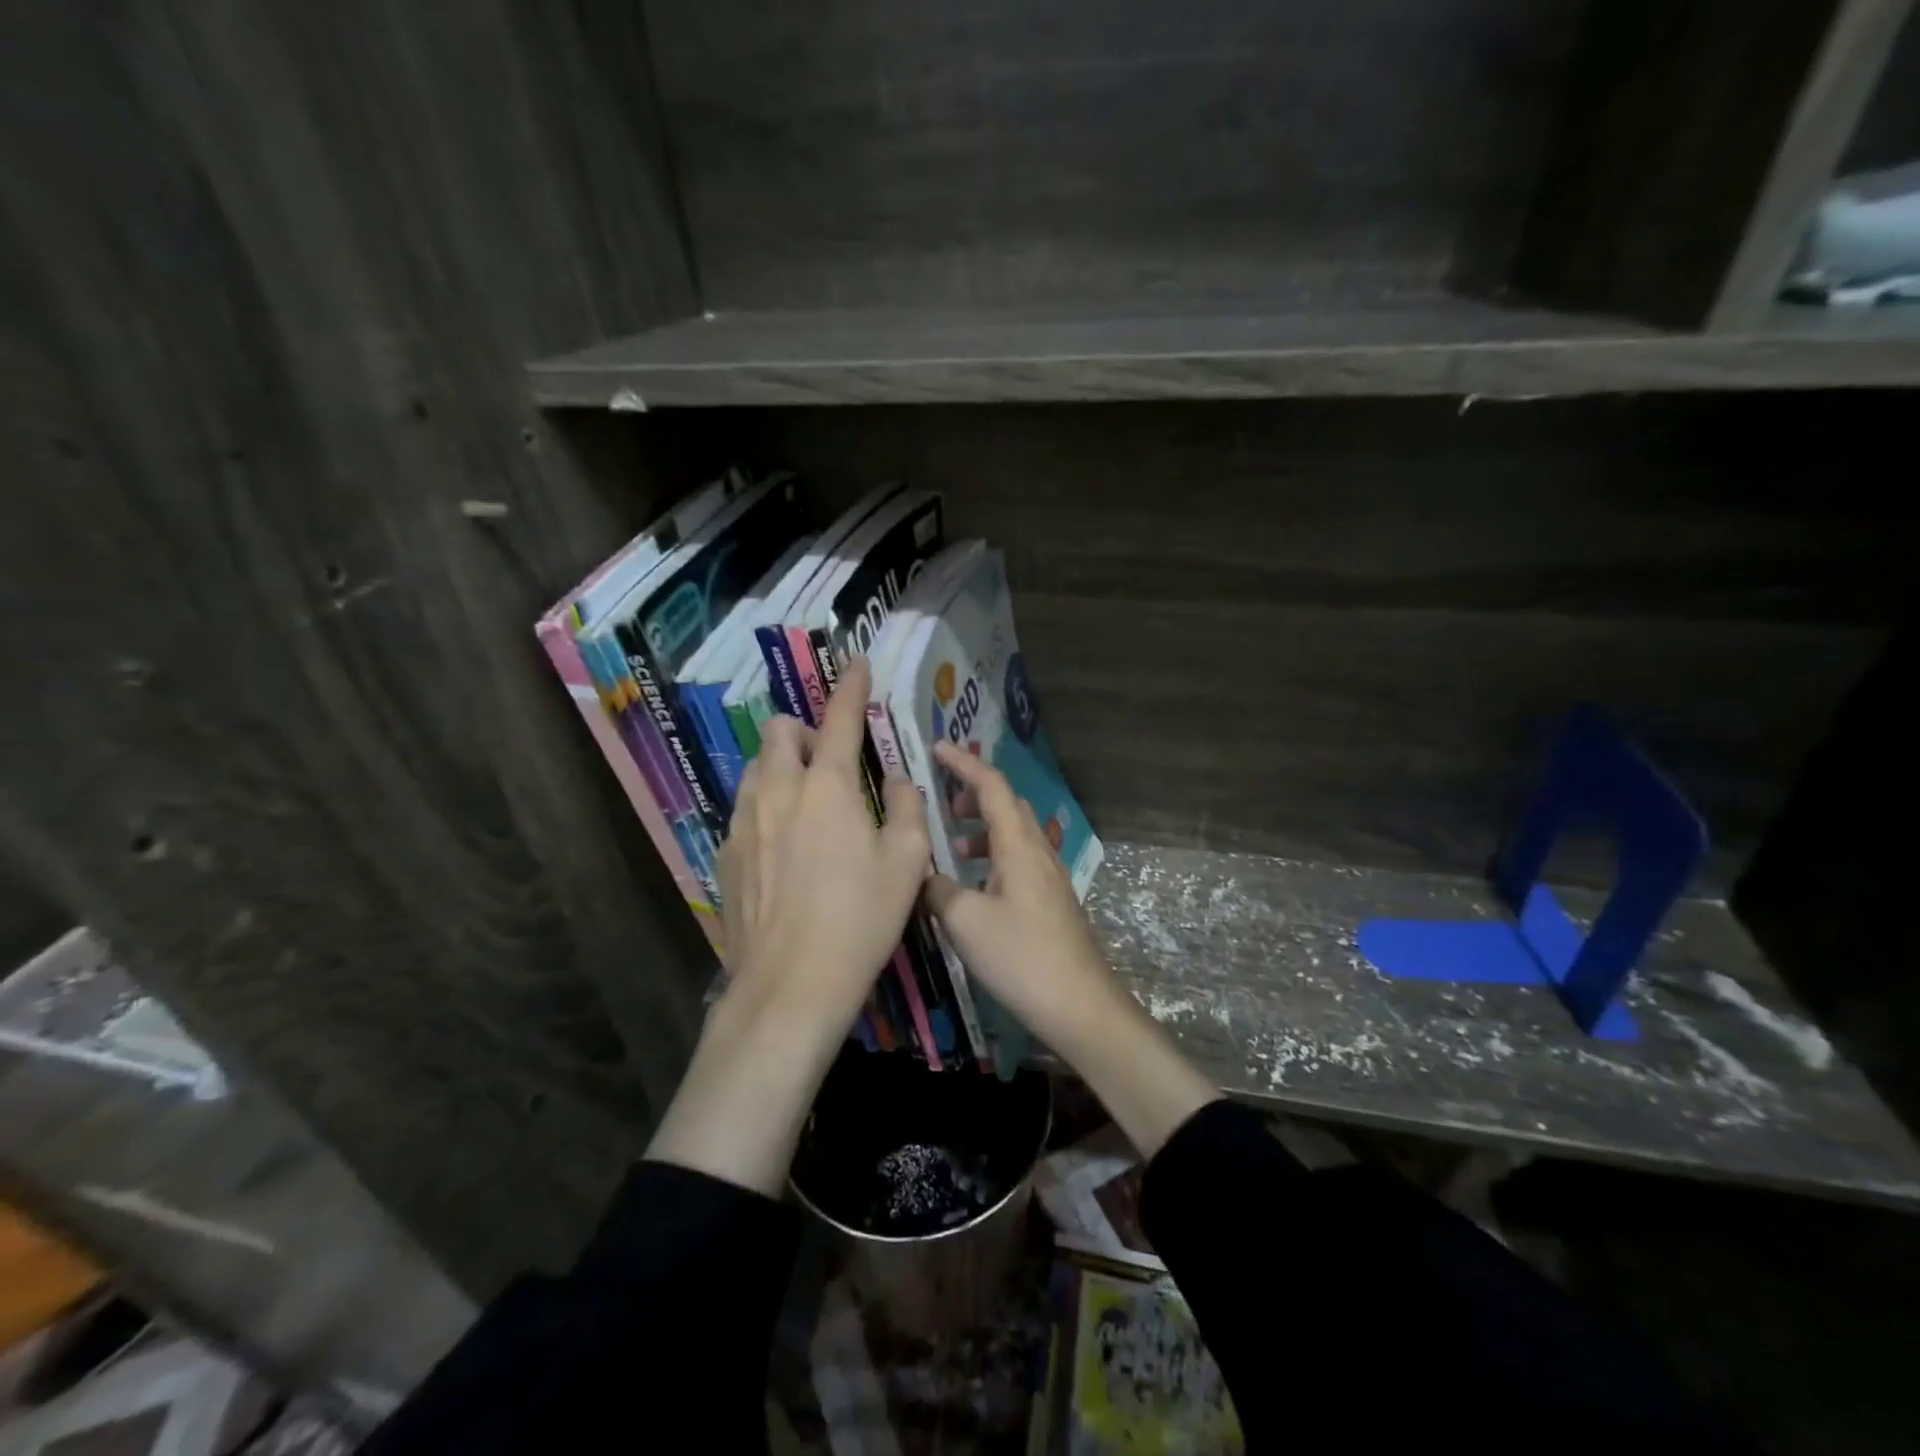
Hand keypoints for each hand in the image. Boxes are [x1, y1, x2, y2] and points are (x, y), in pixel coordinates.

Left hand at [647, 657, 929, 1194]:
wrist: (790, 985)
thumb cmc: (860, 919)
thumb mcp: (906, 862)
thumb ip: (905, 806)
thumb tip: (897, 781)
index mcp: (828, 786)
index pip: (839, 718)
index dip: (851, 686)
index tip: (855, 663)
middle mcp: (777, 791)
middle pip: (778, 732)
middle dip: (803, 732)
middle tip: (832, 765)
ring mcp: (743, 823)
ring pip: (756, 770)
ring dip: (782, 769)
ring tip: (808, 806)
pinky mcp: (726, 856)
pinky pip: (745, 811)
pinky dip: (766, 809)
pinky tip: (784, 851)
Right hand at [922, 740, 1123, 1050]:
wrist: (1079, 1005)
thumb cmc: (1021, 956)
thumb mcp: (965, 921)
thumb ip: (937, 889)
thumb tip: (924, 876)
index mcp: (1018, 846)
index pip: (992, 786)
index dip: (965, 763)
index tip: (937, 748)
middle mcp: (1038, 852)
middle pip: (1007, 805)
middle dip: (974, 794)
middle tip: (942, 800)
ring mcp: (1049, 878)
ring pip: (1014, 834)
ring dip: (983, 828)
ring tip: (952, 846)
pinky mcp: (1051, 902)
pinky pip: (1019, 860)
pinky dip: (993, 856)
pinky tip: (975, 886)